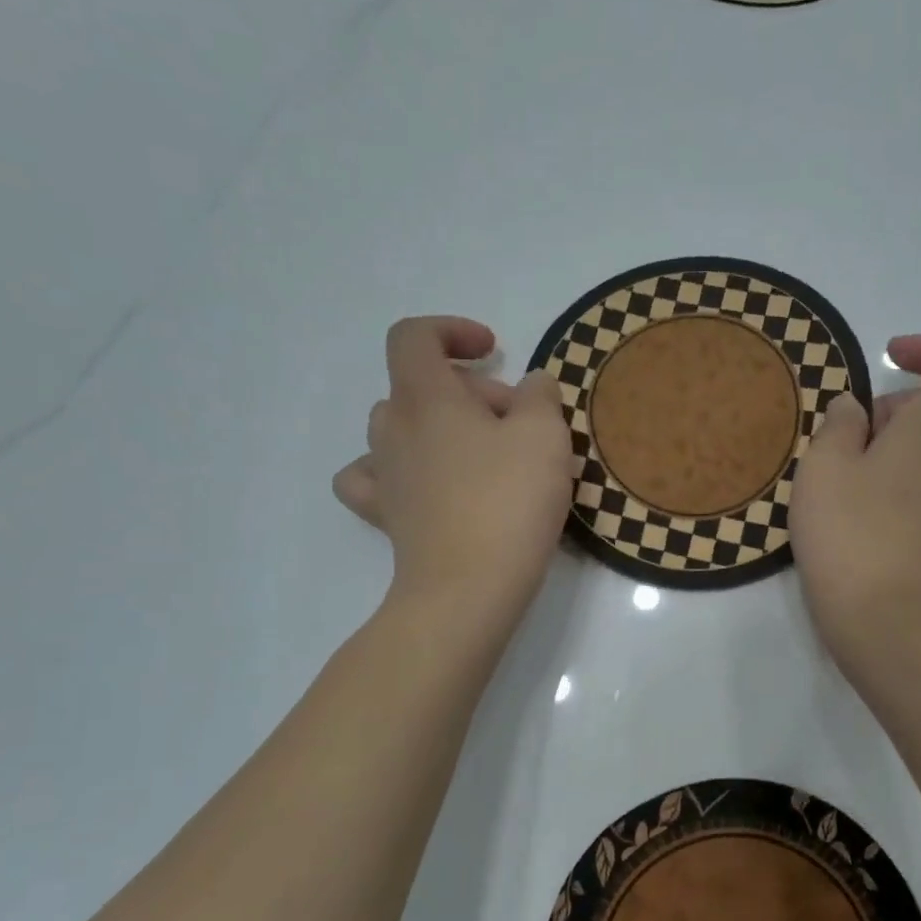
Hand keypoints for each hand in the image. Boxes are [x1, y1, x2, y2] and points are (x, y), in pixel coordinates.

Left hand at [334, 317, 573, 627]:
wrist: (468, 589)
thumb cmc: (508, 502)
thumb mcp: (546, 436)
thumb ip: (541, 396)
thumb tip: (532, 385)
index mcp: (426, 397)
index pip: (415, 336)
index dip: (452, 330)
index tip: (494, 352)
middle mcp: (393, 428)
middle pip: (420, 385)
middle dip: (472, 392)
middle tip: (519, 425)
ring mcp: (384, 474)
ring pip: (400, 427)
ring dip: (442, 428)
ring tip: (483, 456)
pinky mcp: (386, 516)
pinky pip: (374, 476)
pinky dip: (396, 469)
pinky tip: (425, 483)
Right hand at [789, 334, 920, 678]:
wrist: (895, 628)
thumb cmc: (852, 538)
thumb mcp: (823, 471)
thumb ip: (839, 425)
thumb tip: (856, 408)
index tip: (890, 357)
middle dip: (903, 408)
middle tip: (852, 437)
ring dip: (912, 446)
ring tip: (863, 477)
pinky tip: (881, 512)